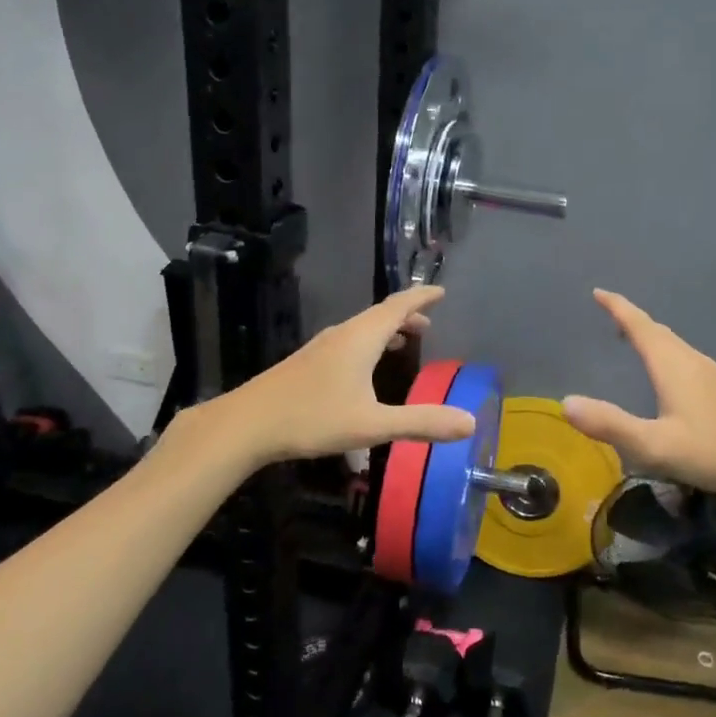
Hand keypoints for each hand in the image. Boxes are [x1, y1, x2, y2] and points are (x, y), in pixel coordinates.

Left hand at [196, 286, 476, 468]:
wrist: (245, 425)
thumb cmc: (312, 419)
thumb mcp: (372, 425)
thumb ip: (421, 422)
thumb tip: (470, 422)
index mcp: (360, 339)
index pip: (398, 307)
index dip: (421, 298)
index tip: (440, 291)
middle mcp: (341, 335)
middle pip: (379, 315)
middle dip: (406, 316)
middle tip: (428, 324)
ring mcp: (320, 348)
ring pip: (361, 329)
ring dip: (385, 330)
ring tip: (403, 342)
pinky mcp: (305, 363)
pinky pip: (347, 342)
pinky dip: (368, 344)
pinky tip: (363, 368)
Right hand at [563, 289, 715, 498]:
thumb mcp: (655, 445)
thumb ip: (611, 425)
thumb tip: (566, 403)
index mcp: (672, 365)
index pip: (639, 326)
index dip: (618, 308)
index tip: (599, 292)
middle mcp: (692, 361)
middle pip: (658, 331)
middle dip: (632, 321)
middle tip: (611, 315)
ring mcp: (713, 375)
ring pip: (675, 346)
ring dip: (652, 337)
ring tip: (634, 341)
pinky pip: (687, 360)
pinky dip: (668, 355)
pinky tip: (672, 377)